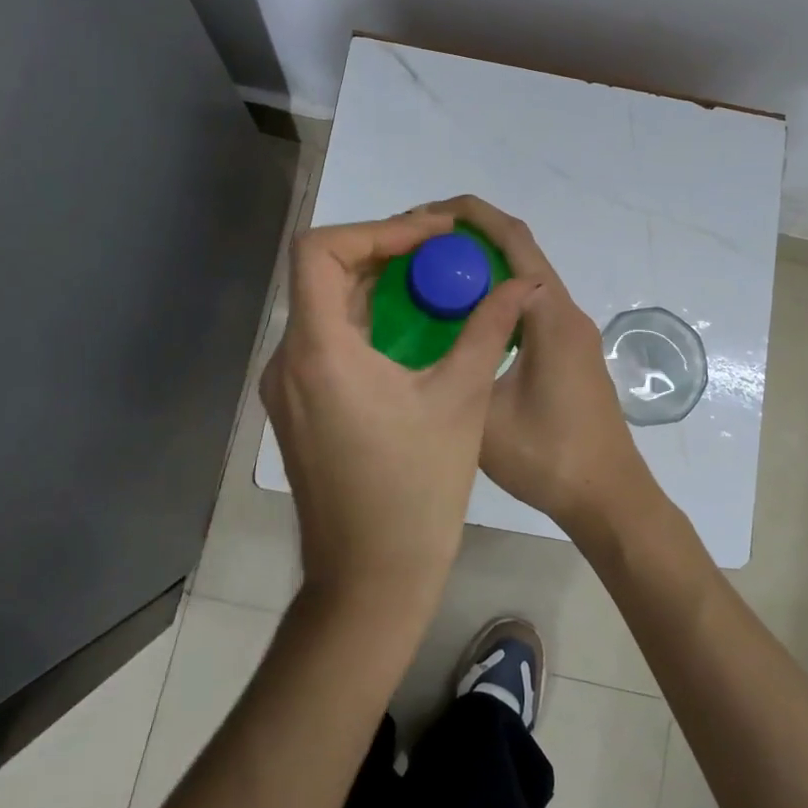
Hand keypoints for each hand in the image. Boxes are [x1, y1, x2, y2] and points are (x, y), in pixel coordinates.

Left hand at [260, 210, 538, 617]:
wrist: (370, 579)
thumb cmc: (418, 490)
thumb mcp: (461, 400)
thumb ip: (488, 328)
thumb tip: (522, 282)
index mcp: (319, 351)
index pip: (319, 250)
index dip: (375, 228)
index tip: (431, 235)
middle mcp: (287, 361)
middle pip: (320, 274)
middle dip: (381, 251)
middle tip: (439, 249)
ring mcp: (285, 388)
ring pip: (321, 307)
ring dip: (372, 286)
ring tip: (430, 279)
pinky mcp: (295, 409)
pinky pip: (323, 342)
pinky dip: (361, 321)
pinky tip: (407, 328)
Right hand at [423, 197, 655, 538]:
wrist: (608, 496)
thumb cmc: (549, 457)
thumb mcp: (485, 413)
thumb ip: (460, 361)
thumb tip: (426, 333)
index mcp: (549, 315)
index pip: (511, 240)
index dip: (469, 216)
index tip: (422, 216)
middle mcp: (565, 312)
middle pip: (519, 251)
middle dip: (470, 236)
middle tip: (416, 245)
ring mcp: (571, 332)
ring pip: (524, 278)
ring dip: (482, 266)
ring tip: (430, 275)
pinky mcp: (569, 351)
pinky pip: (528, 305)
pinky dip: (494, 295)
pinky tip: (460, 317)